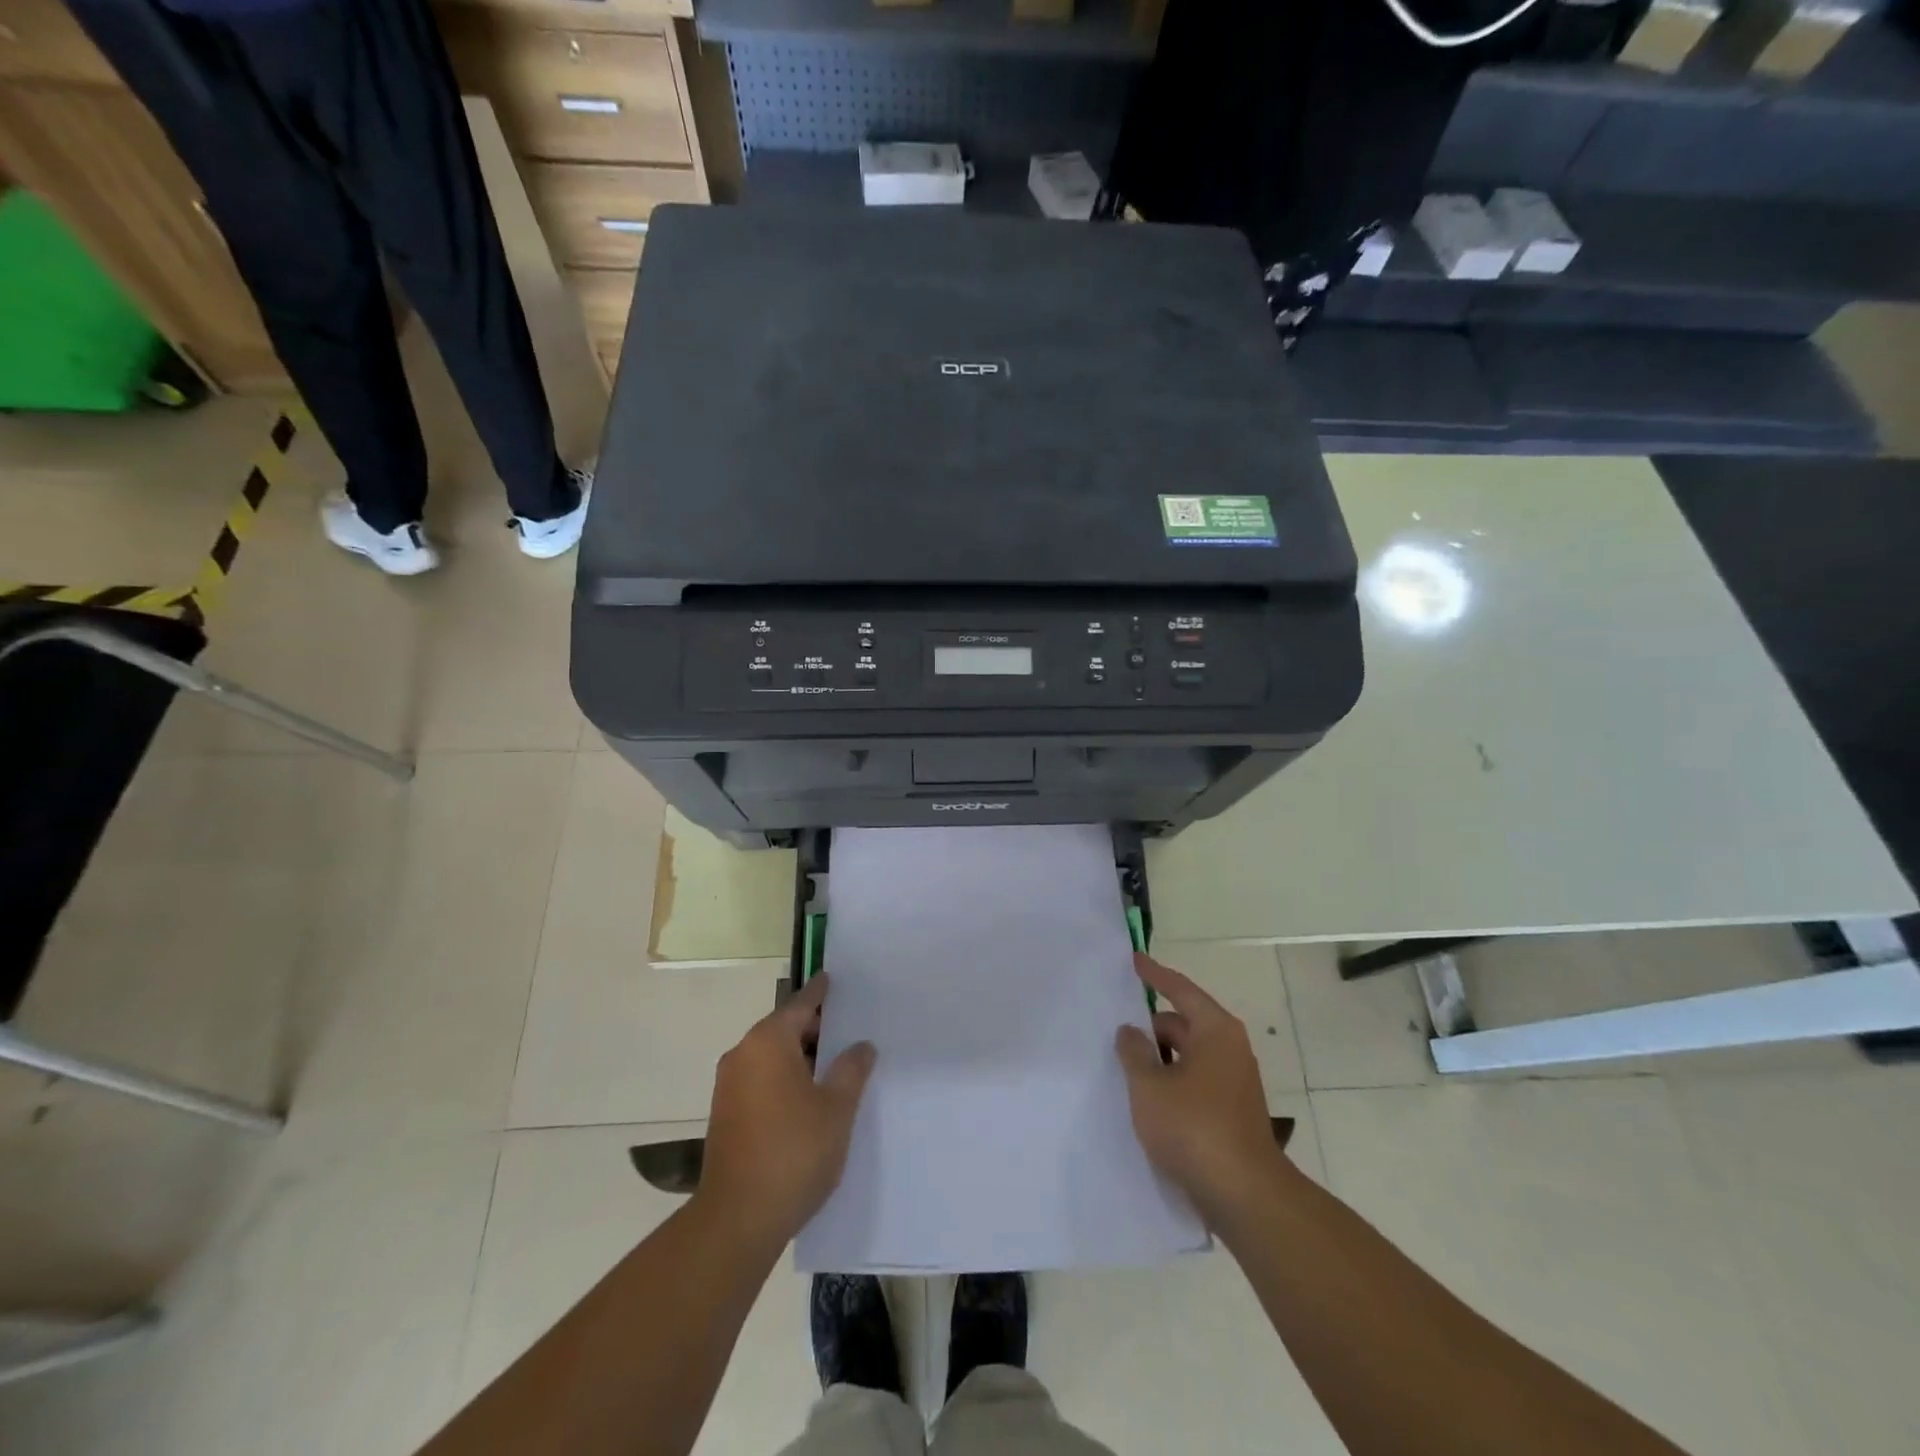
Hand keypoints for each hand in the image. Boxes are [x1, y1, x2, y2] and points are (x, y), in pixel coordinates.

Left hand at [695, 973, 876, 1253]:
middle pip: (783, 1028)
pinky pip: (761, 1079)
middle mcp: (742, 1054)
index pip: (800, 1004)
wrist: (737, 1220)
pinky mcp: (725, 1114)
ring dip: (800, 1057)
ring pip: (771, 1056)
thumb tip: (861, 1045)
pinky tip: (809, 1096)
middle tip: (848, 1029)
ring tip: (834, 1064)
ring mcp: (729, 1086)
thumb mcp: (836, 1108)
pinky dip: (784, 1077)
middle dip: (814, 1028)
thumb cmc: (793, 1152)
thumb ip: (851, 1069)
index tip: (833, 979)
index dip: (821, 993)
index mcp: (768, 1042)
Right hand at [1115, 953, 1291, 1226]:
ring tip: (1123, 1069)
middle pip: (1182, 1024)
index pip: (1180, 989)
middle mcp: (1229, 1049)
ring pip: (1186, 1057)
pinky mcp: (1230, 1114)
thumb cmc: (1194, 1128)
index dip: (1155, 974)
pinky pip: (1193, 1084)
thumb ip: (1134, 1052)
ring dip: (1158, 1061)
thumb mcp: (1150, 1086)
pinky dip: (1171, 1084)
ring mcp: (1233, 1083)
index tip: (1134, 960)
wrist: (1245, 1197)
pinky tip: (1146, 1102)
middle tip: (1114, 1032)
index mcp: (1215, 1031)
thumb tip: (1130, 1030)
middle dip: (1150, 1028)